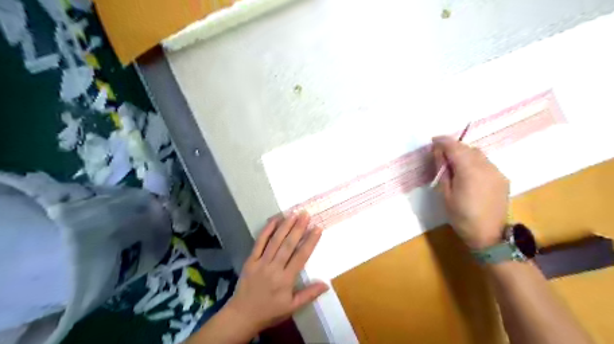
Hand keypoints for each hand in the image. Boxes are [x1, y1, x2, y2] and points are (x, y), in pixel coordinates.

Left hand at [226, 213, 328, 335]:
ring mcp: (261, 262)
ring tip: (294, 214)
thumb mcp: (292, 307)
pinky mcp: (250, 260)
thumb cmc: (270, 311)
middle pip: (288, 245)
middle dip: (298, 228)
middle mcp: (274, 268)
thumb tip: (326, 284)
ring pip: (275, 241)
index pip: (301, 256)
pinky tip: (274, 220)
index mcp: (286, 279)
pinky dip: (267, 230)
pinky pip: (259, 242)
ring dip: (285, 226)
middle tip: (306, 214)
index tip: (317, 228)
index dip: (310, 241)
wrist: (242, 315)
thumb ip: (309, 294)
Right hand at [428, 136, 510, 248]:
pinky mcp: (502, 178)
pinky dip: (474, 161)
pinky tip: (468, 172)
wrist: (488, 235)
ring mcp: (497, 172)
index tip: (433, 140)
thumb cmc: (461, 217)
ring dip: (464, 153)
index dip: (443, 141)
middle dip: (453, 147)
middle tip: (441, 154)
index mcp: (469, 171)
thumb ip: (442, 170)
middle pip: (467, 148)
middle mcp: (486, 167)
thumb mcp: (445, 194)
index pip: (455, 148)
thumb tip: (438, 152)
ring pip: (478, 154)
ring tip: (453, 163)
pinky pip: (486, 163)